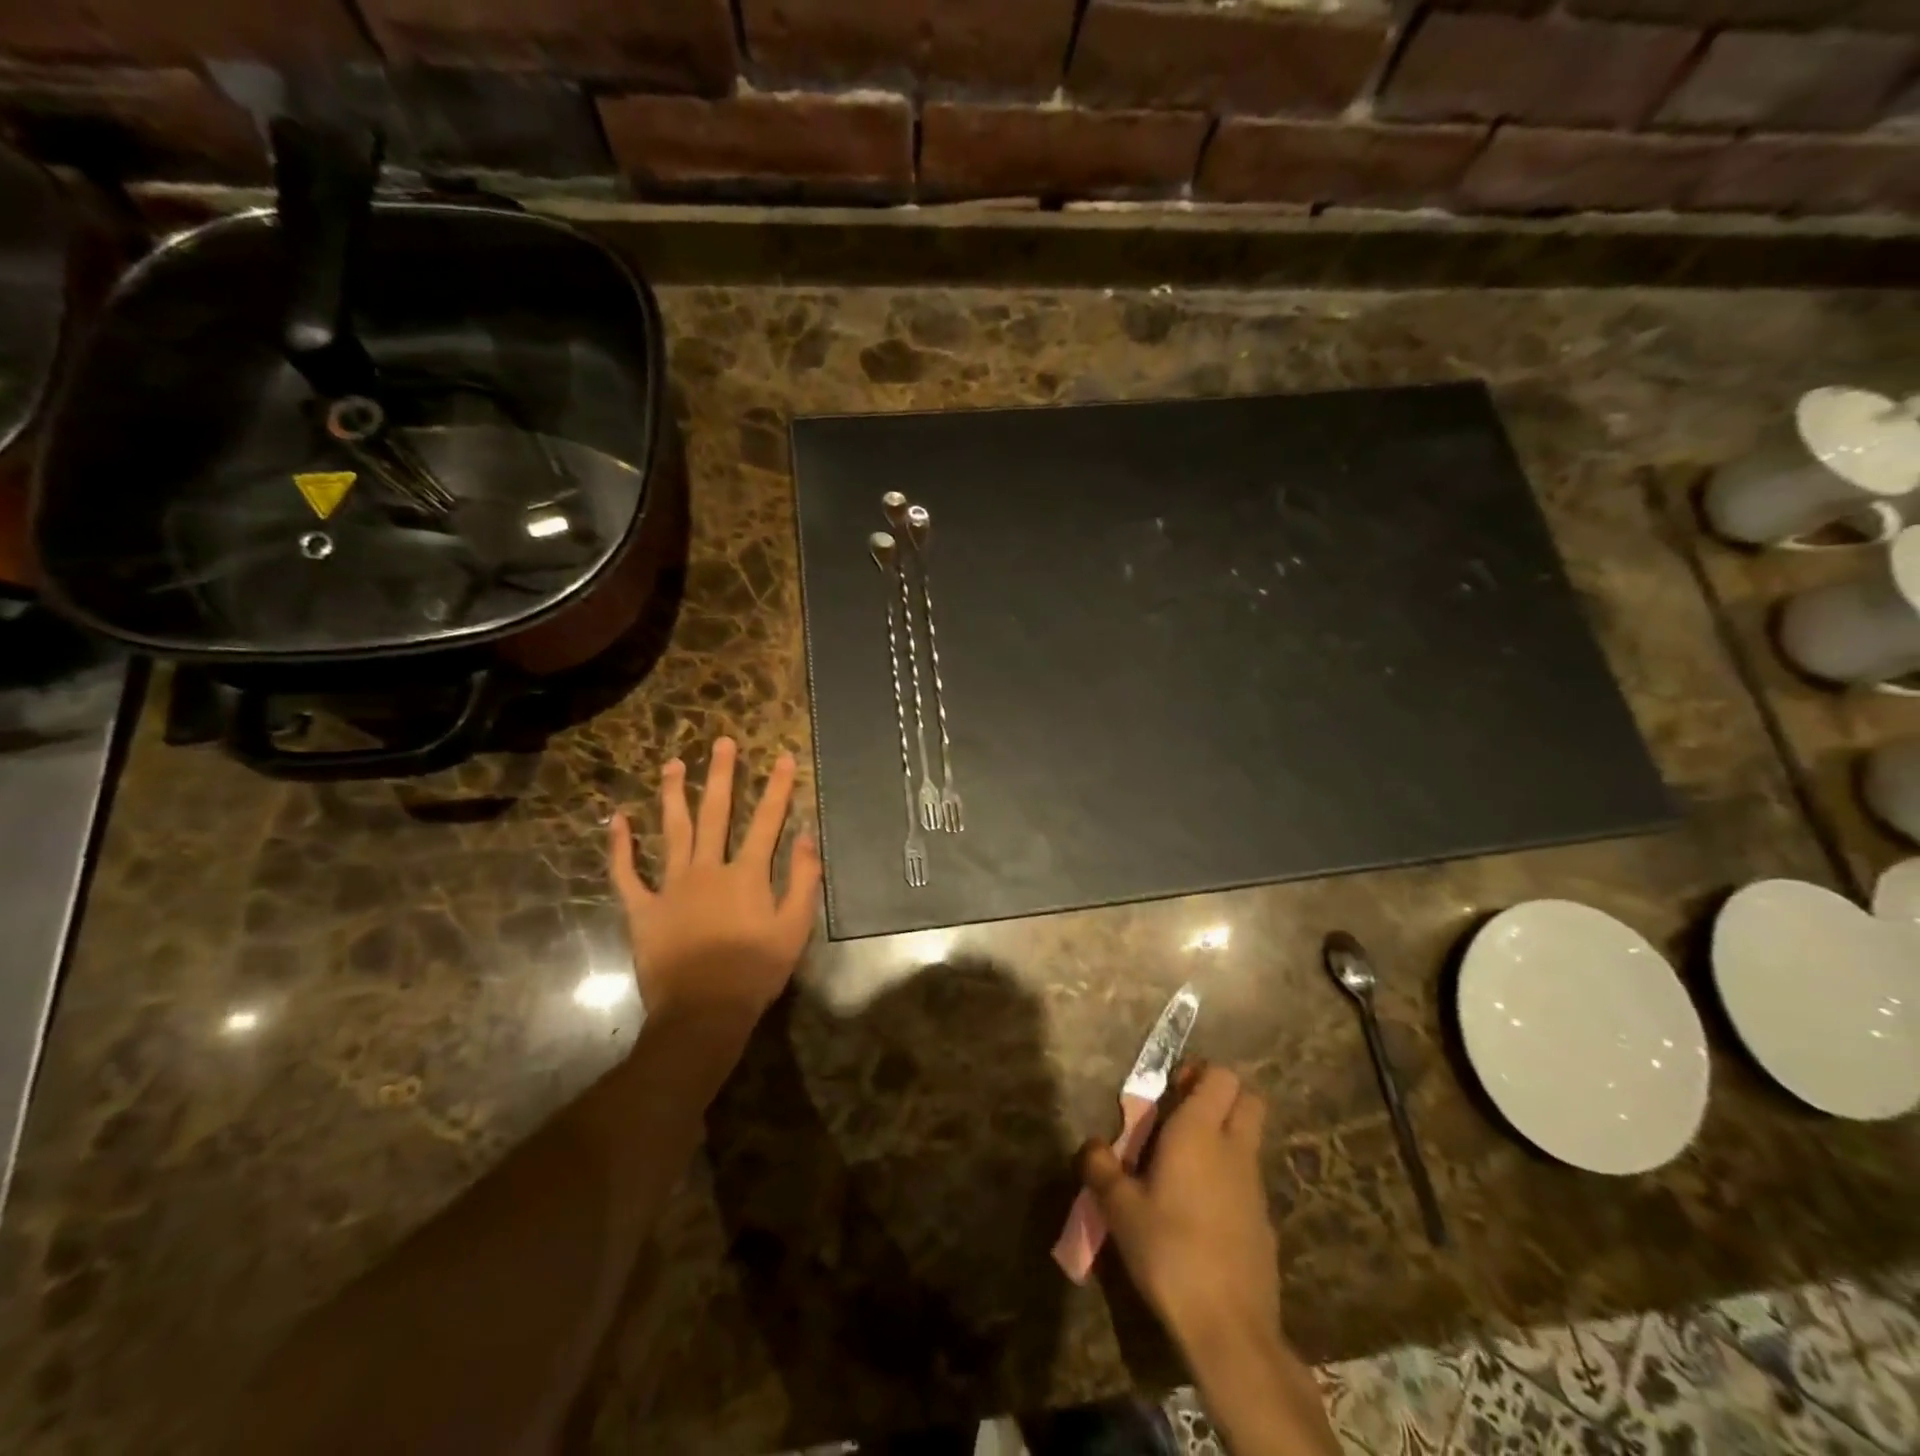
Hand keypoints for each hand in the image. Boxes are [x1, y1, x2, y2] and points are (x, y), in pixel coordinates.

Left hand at [607, 737, 821, 1027]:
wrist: (702, 1013)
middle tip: (720, 742)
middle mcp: (708, 869)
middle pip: (716, 813)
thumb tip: (807, 837)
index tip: (781, 756)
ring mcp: (671, 886)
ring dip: (673, 795)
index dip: (776, 787)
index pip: (767, 821)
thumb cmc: (755, 972)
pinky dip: (620, 846)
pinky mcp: (643, 909)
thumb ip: (803, 880)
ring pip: (671, 831)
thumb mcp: (795, 929)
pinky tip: (616, 819)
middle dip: (721, 775)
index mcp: (747, 874)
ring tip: (673, 764)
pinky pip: (627, 873)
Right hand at [1081, 1065, 1278, 1356]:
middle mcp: (1234, 1148)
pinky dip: (1230, 1176)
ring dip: (1225, 1136)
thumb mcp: (1120, 1209)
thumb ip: (1101, 1168)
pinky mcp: (1264, 1221)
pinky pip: (1249, 1178)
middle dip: (1221, 1096)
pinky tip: (1200, 1209)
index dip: (1199, 1073)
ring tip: (1183, 1165)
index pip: (1220, 1075)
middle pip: (1248, 1098)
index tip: (1171, 1091)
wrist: (1229, 1327)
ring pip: (1249, 1138)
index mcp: (1200, 1131)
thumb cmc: (1169, 1250)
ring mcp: (1255, 1185)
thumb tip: (1091, 1145)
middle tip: (1183, 1116)